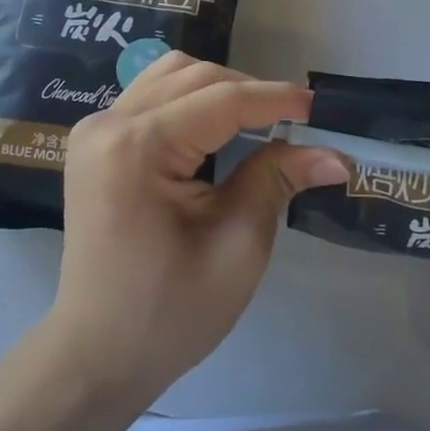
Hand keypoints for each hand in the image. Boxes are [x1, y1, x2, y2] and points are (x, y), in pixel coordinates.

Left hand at [47, 52, 347, 405]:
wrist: (97, 355)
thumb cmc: (169, 313)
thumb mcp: (237, 248)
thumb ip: (277, 181)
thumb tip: (334, 153)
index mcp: (137, 147)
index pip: (221, 100)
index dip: (276, 99)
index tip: (321, 109)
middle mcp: (108, 123)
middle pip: (194, 77)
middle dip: (249, 92)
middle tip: (294, 123)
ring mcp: (95, 129)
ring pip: (170, 75)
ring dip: (218, 89)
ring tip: (256, 122)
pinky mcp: (95, 141)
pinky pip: (151, 96)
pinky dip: (190, 100)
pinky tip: (214, 129)